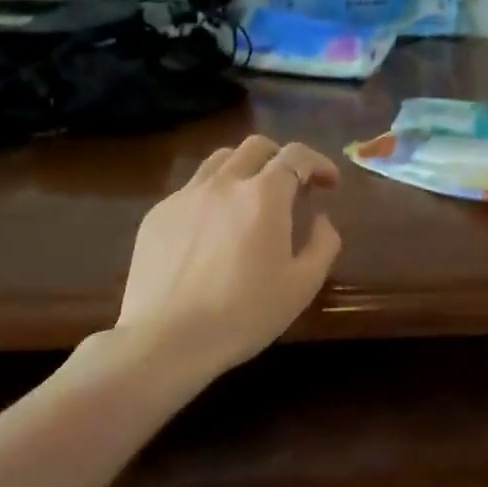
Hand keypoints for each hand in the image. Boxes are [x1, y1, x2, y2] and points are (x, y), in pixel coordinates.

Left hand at [114, 136, 342, 376]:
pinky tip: (214, 229)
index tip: (329, 183)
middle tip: (293, 186)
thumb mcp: (302, 285)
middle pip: (256, 146)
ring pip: (220, 160)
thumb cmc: (243, 314)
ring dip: (245, 169)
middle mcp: (224, 183)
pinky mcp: (158, 214)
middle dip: (281, 158)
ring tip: (252, 198)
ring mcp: (185, 196)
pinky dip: (214, 194)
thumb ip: (323, 244)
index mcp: (264, 196)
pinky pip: (192, 188)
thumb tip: (321, 218)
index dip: (319, 163)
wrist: (166, 339)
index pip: (296, 156)